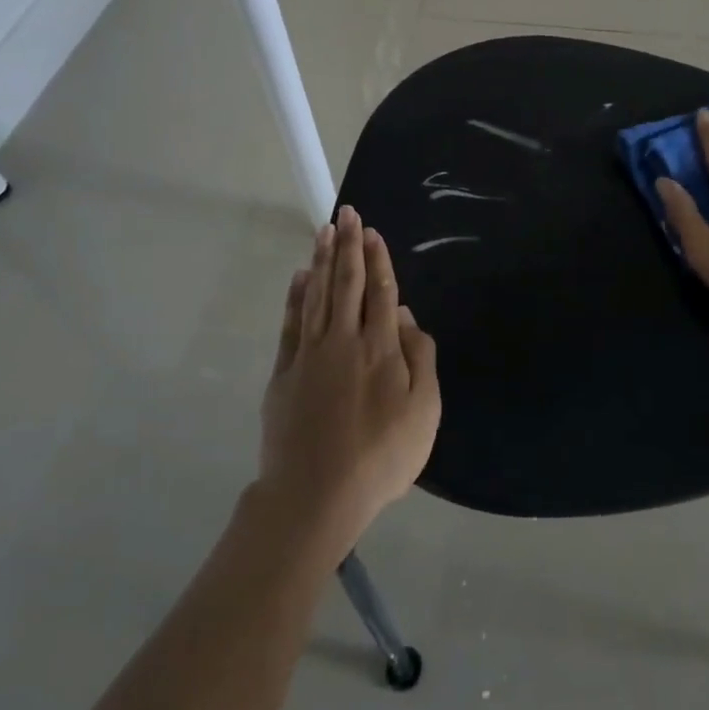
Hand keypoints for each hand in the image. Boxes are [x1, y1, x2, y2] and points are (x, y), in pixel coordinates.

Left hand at [259, 206, 440, 557]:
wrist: (315, 496)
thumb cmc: (381, 457)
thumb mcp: (424, 413)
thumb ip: (421, 359)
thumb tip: (407, 318)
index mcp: (380, 349)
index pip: (380, 292)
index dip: (377, 259)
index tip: (371, 231)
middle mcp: (343, 341)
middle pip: (346, 283)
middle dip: (348, 245)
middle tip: (347, 213)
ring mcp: (309, 355)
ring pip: (316, 296)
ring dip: (321, 261)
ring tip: (325, 231)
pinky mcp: (284, 373)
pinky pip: (291, 324)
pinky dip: (295, 297)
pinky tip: (299, 277)